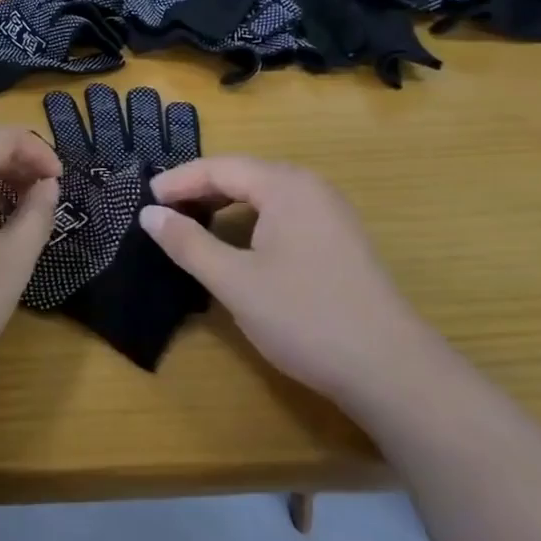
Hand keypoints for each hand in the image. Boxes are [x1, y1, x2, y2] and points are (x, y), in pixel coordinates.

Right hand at [139, 156, 436, 405]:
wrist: (395, 373)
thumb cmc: (306, 317)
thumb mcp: (234, 281)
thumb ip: (187, 243)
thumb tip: (149, 214)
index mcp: (285, 186)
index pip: (219, 167)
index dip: (178, 181)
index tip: (145, 200)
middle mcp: (310, 188)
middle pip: (243, 174)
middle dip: (200, 190)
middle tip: (163, 211)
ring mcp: (331, 214)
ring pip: (264, 195)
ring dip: (225, 204)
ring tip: (193, 224)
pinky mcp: (341, 241)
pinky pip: (283, 213)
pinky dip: (251, 220)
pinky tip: (238, 245)